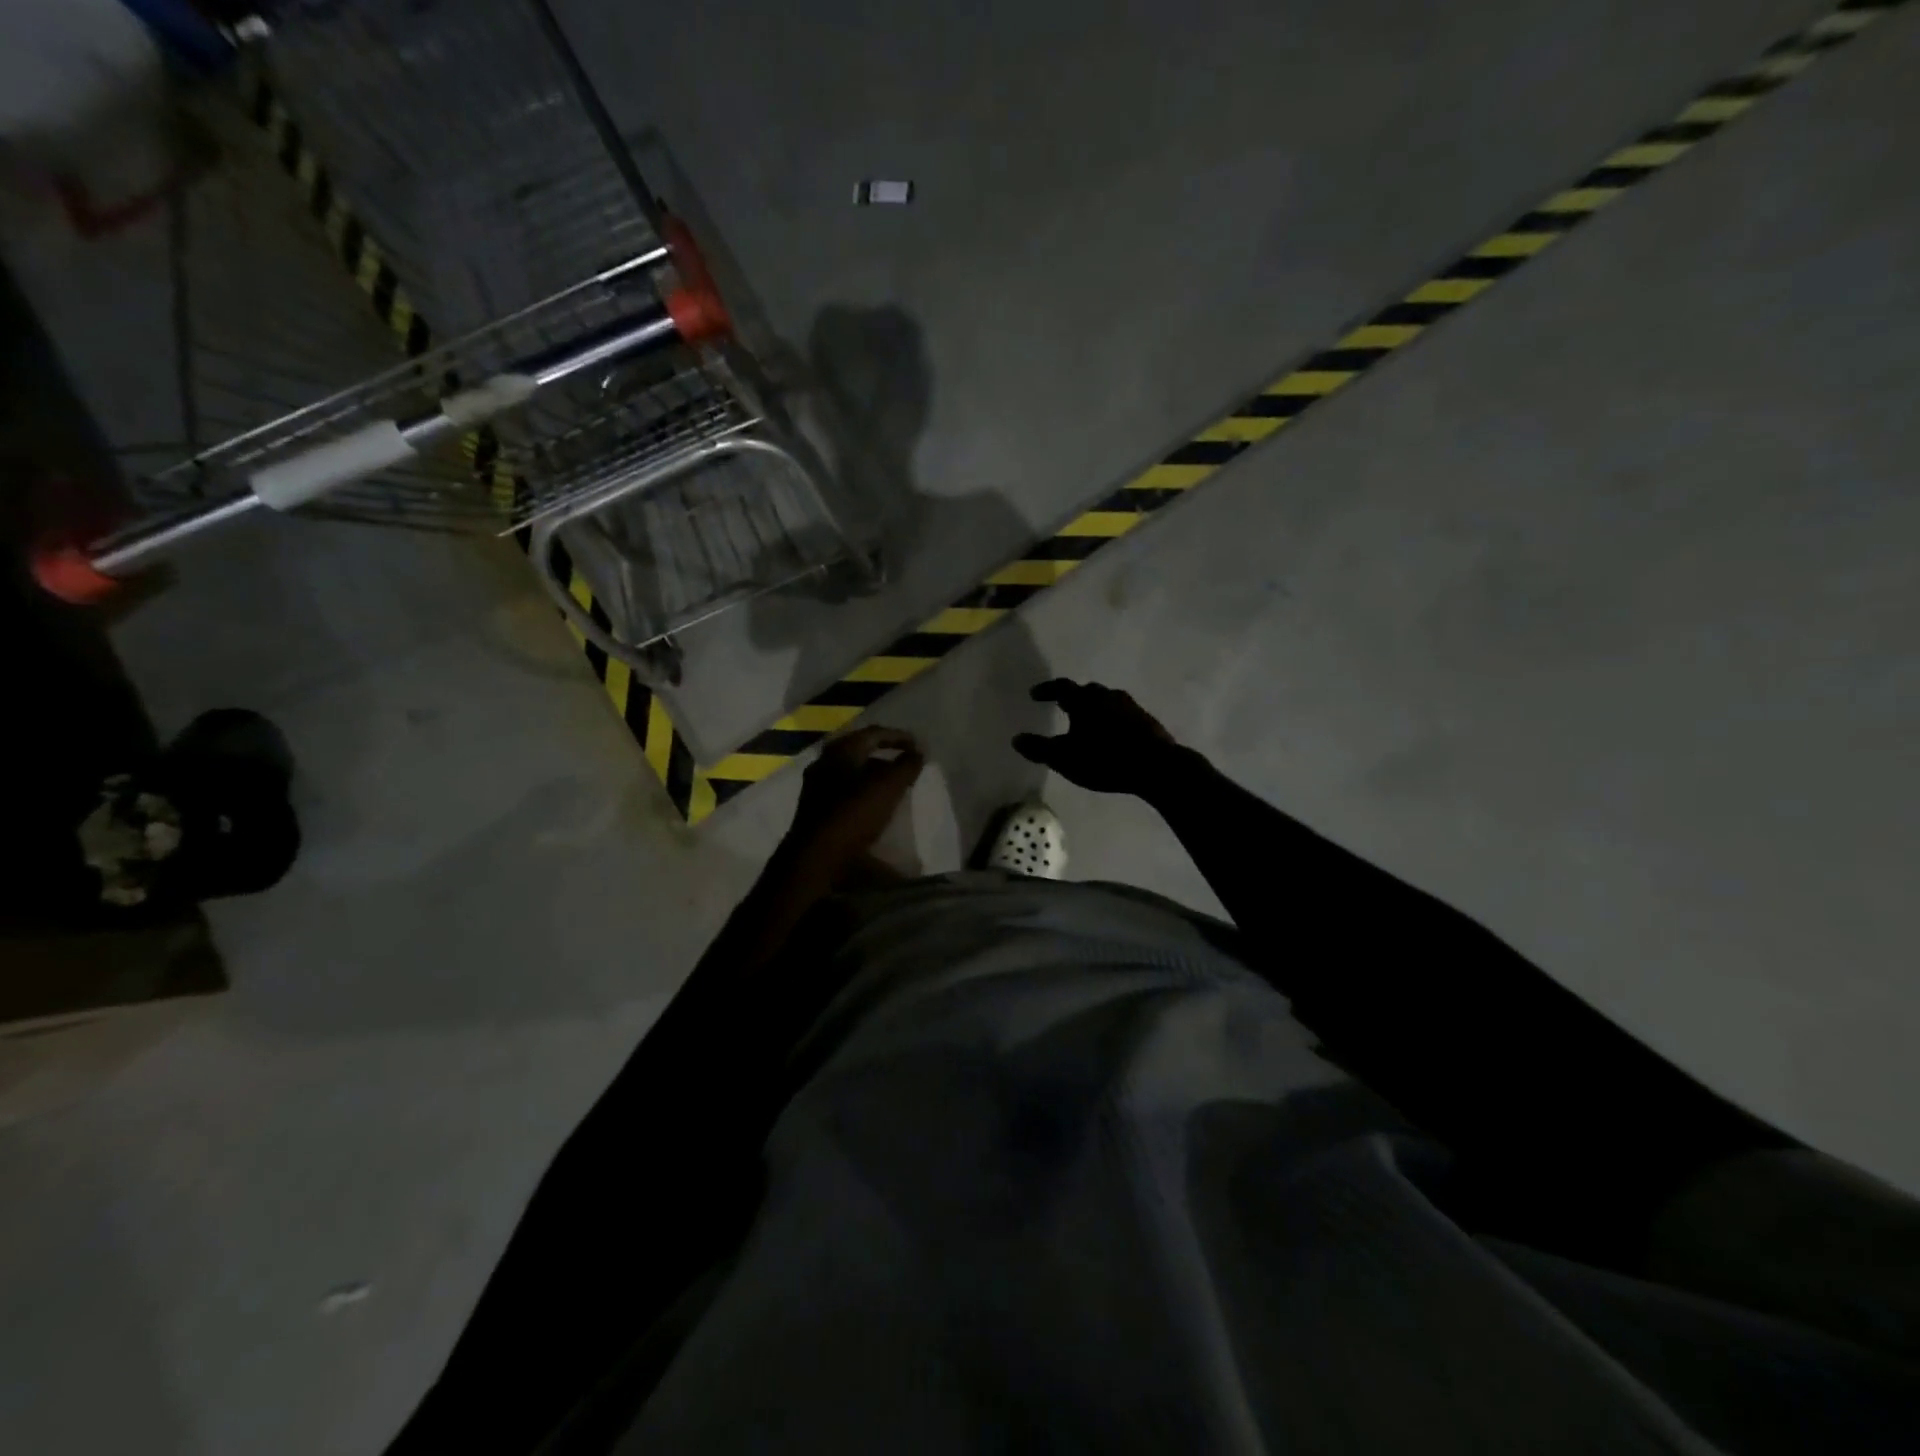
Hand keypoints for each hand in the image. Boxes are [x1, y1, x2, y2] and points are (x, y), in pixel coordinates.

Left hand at [787, 726, 924, 879]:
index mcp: (841, 750)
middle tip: (907, 766)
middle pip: (861, 752)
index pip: (874, 733)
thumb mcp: (888, 787)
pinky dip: (863, 794)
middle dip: (886, 758)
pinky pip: (845, 792)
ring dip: (875, 777)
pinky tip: (875, 807)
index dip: (899, 737)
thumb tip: (918, 752)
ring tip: (895, 789)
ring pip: (852, 773)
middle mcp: (824, 762)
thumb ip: (906, 766)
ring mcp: (816, 787)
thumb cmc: (854, 814)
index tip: (919, 747)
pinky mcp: (815, 810)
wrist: (816, 858)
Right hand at [1013, 679, 1180, 794]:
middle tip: (1064, 708)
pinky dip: (1113, 720)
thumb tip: (1016, 739)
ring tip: (1088, 723)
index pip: (1061, 688)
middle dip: (1074, 698)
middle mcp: (1108, 696)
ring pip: (1108, 701)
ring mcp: (1131, 707)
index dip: (1046, 690)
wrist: (1156, 766)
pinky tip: (1112, 735)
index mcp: (1085, 701)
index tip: (1034, 695)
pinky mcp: (1148, 721)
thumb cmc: (1104, 759)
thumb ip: (1039, 748)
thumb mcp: (1064, 758)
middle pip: (1087, 691)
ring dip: (1096, 708)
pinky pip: (1124, 714)